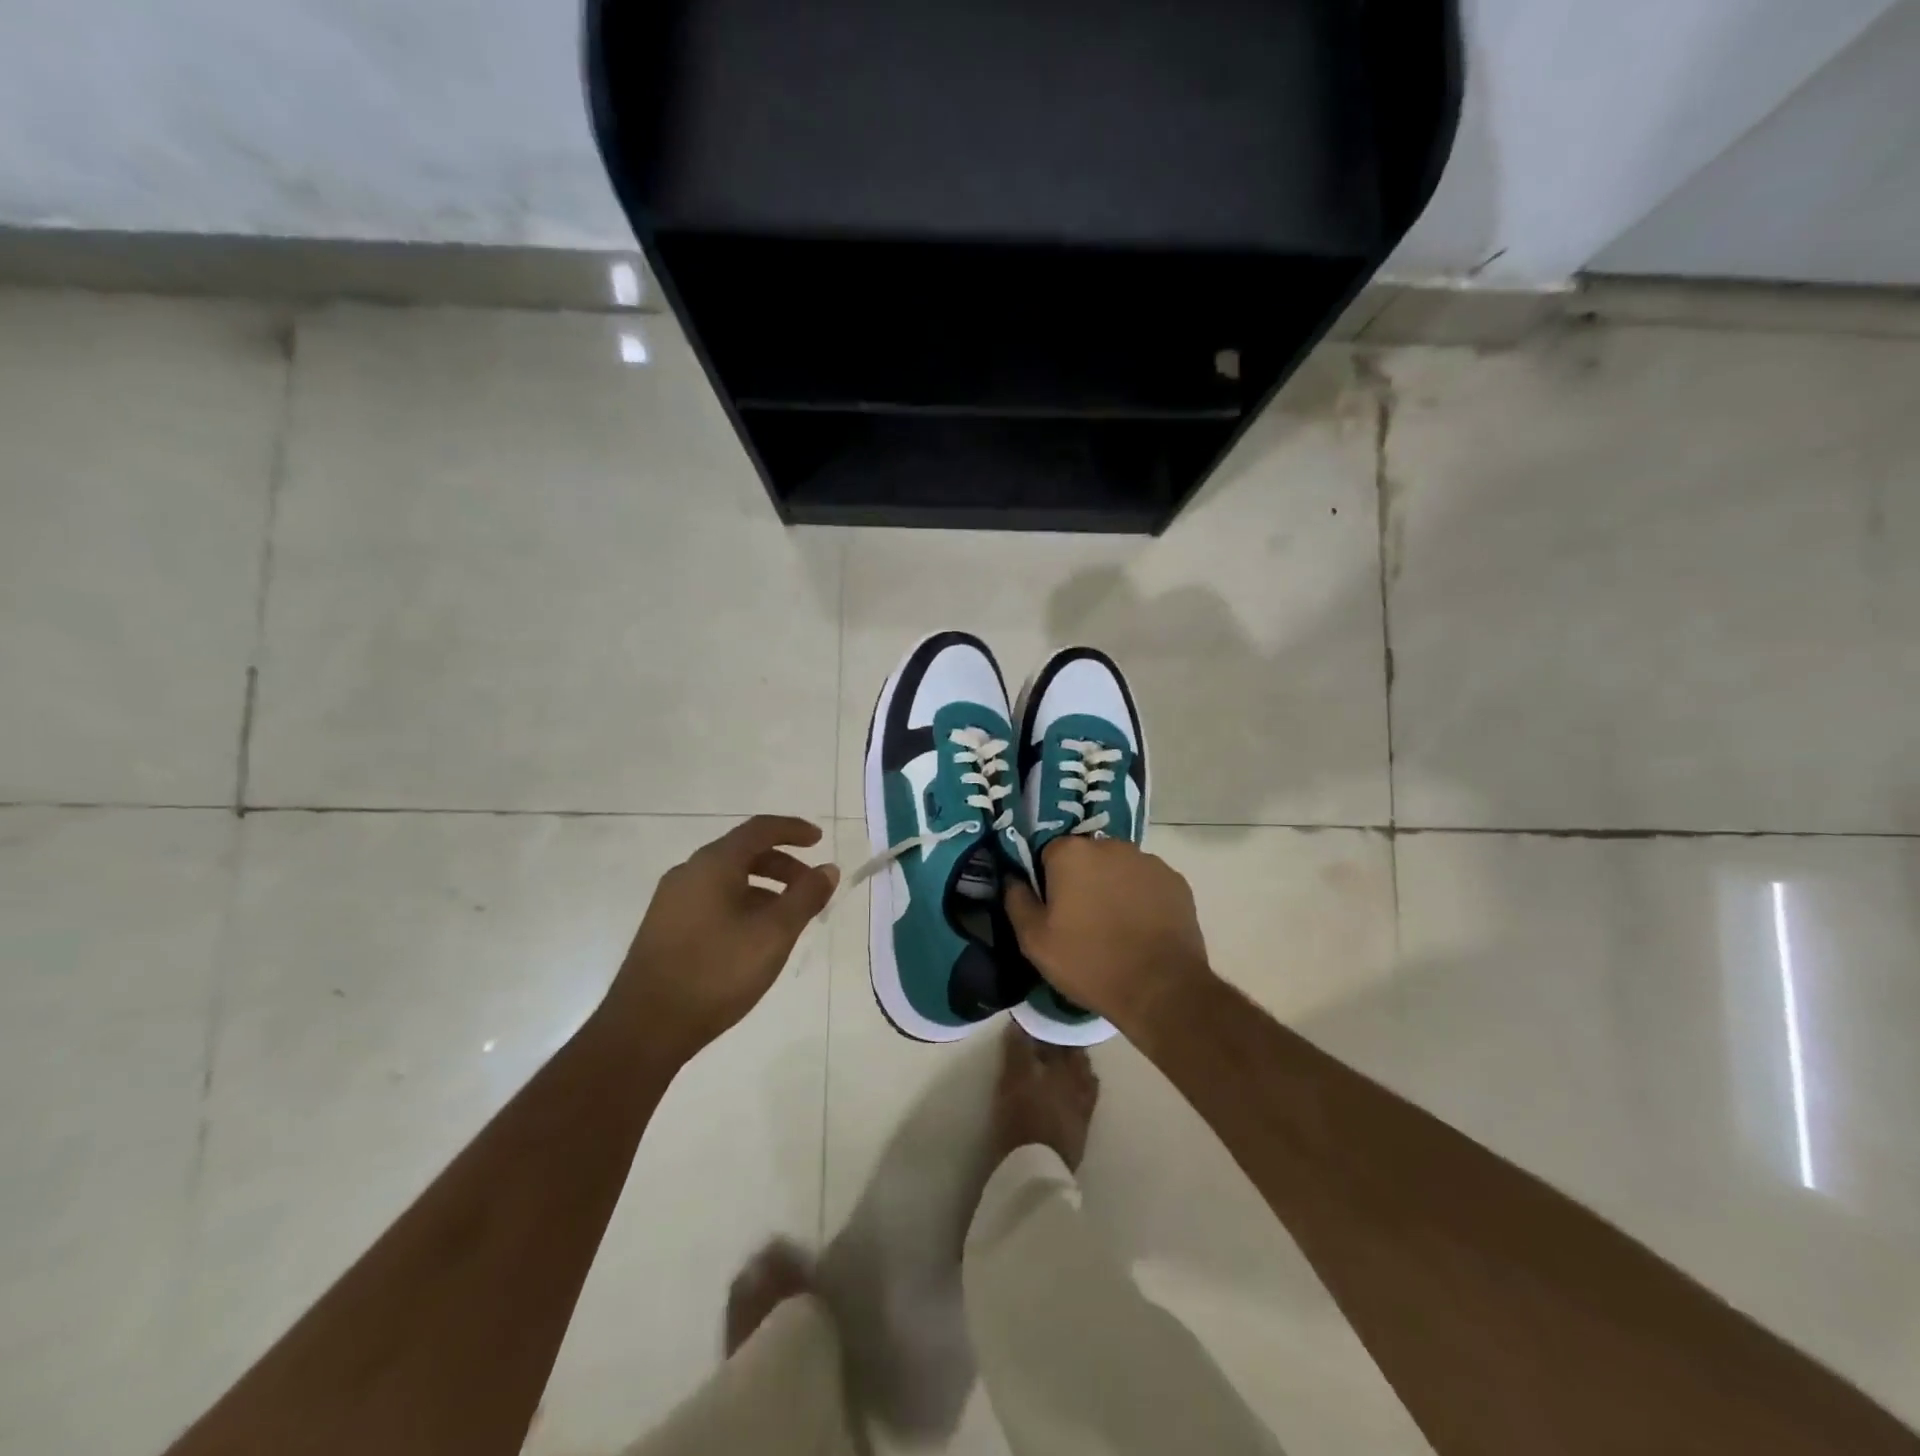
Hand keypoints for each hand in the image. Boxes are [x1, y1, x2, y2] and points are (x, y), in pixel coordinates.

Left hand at [607, 816, 838, 1059]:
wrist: (645, 1027)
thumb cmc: (716, 972)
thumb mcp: (774, 934)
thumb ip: (805, 897)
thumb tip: (828, 869)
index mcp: (713, 864)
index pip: (759, 829)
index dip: (793, 830)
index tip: (819, 840)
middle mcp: (688, 872)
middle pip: (743, 853)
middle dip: (783, 865)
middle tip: (810, 887)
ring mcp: (672, 901)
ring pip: (727, 879)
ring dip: (764, 888)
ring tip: (788, 918)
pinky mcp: (664, 927)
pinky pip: (712, 900)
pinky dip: (742, 904)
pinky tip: (754, 938)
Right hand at [1004, 837, 1210, 1029]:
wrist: (1160, 989)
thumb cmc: (1089, 962)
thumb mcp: (1034, 941)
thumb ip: (1016, 900)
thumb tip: (1012, 877)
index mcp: (1071, 853)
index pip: (1048, 853)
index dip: (1047, 881)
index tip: (1053, 910)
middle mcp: (1110, 845)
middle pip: (1086, 856)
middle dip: (1081, 880)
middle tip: (1081, 920)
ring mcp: (1148, 861)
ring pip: (1118, 868)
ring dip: (1112, 887)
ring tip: (1115, 927)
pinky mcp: (1175, 880)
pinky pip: (1147, 882)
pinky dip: (1141, 897)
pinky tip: (1141, 929)